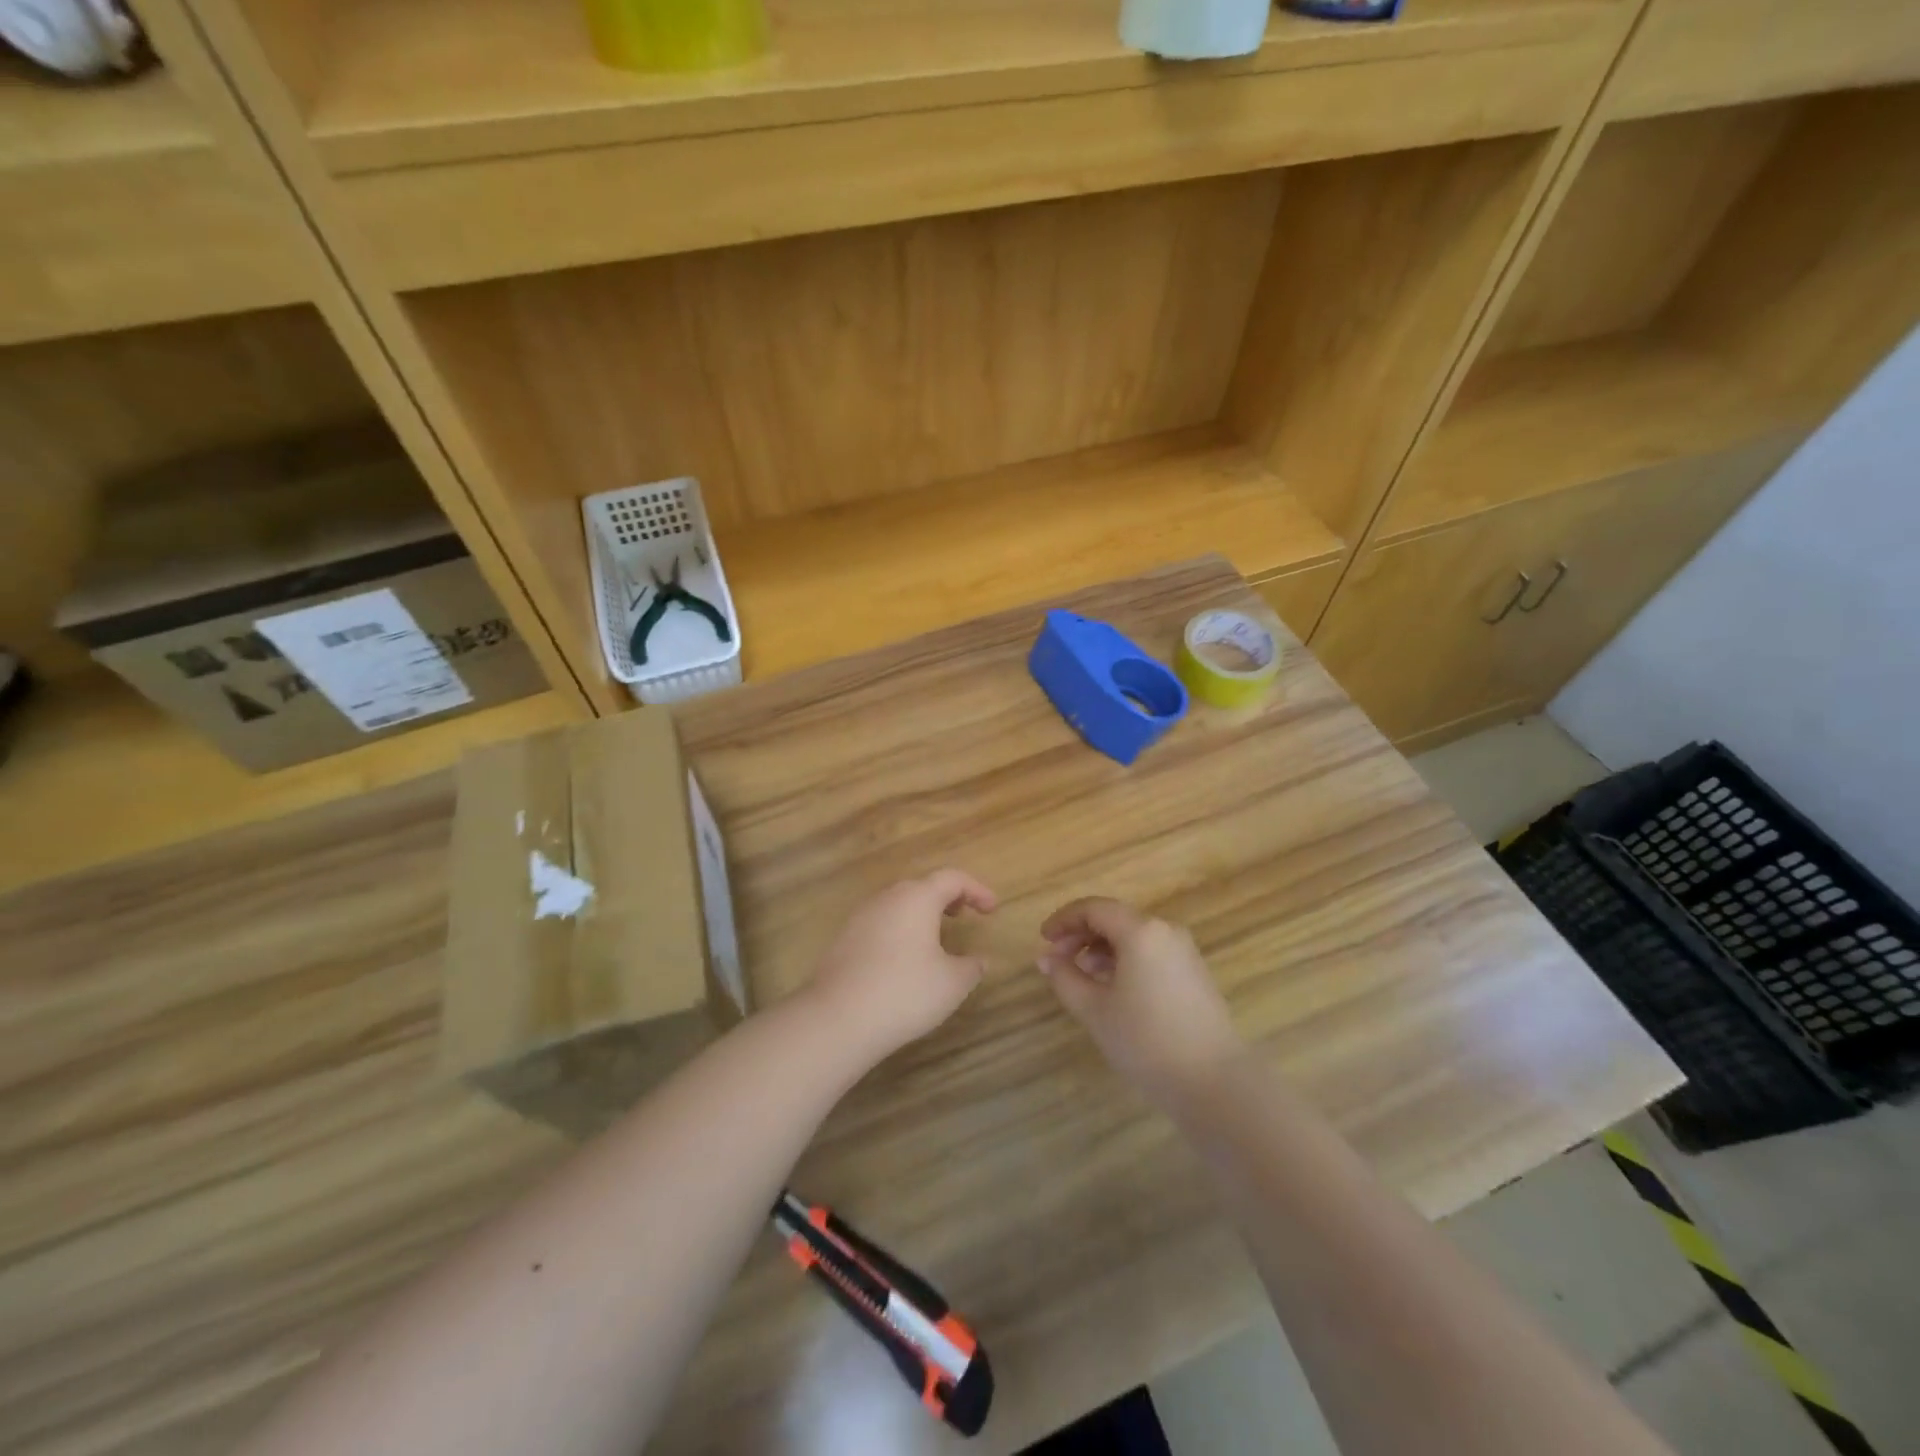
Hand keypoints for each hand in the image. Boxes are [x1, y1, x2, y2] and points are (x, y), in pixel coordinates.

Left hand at [806, 870, 998, 1062]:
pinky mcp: (844, 938)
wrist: (838, 1018)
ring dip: (921, 914)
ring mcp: (861, 916)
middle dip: (946, 897)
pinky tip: (904, 959)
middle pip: (922, 886)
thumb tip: (978, 960)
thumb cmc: (905, 992)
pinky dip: (900, 930)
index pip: (952, 878)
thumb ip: (971, 967)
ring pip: (898, 904)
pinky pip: (881, 923)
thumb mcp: (952, 983)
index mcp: (917, 898)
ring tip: (935, 938)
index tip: (992, 909)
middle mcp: (888, 898)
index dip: (977, 890)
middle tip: (963, 915)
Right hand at [1039, 897, 1242, 1104]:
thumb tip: (1047, 958)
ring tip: (1082, 978)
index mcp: (1141, 931)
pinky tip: (1112, 989)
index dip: (1064, 920)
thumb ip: (1065, 977)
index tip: (1043, 940)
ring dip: (1102, 949)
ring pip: (1133, 936)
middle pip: (1114, 918)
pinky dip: (1125, 960)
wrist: (1214, 1082)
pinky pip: (1150, 952)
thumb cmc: (1146, 1040)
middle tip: (1058, 960)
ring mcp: (1184, 951)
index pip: (1093, 908)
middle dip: (1081, 935)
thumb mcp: (1094, 1009)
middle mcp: (1165, 930)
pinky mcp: (1194, 973)